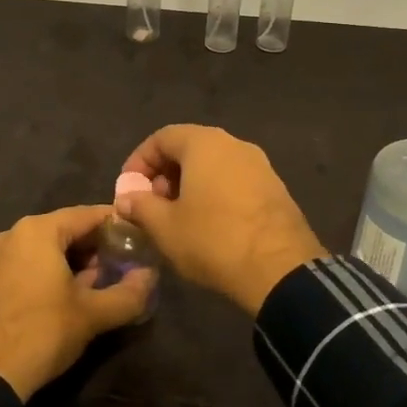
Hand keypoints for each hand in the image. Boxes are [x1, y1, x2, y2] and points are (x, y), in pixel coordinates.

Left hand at [0, 205, 154, 400]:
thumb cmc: (42, 333)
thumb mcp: (93, 315)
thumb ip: (128, 293)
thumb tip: (150, 276)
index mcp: (38, 231)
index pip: (88, 215)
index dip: (117, 225)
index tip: (138, 239)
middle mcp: (12, 234)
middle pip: (64, 230)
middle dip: (94, 246)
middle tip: (120, 265)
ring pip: (43, 248)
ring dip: (71, 261)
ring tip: (96, 283)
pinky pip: (24, 264)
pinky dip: (46, 272)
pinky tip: (63, 296)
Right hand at [117, 125, 325, 316]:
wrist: (280, 269)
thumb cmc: (213, 239)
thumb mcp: (164, 227)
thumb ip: (140, 206)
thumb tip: (126, 197)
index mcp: (205, 143)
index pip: (162, 137)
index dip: (139, 161)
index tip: (129, 190)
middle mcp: (234, 144)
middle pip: (190, 148)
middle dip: (164, 174)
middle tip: (151, 205)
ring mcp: (260, 165)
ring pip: (214, 165)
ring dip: (190, 185)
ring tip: (177, 218)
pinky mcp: (275, 188)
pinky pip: (235, 181)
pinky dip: (215, 194)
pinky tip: (209, 225)